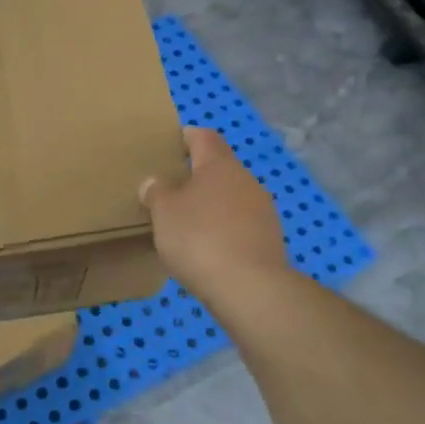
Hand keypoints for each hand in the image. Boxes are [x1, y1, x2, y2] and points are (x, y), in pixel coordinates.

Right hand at [140, 127, 290, 305]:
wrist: (249, 287)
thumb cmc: (199, 238)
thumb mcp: (164, 213)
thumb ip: (157, 193)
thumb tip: (154, 182)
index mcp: (219, 165)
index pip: (204, 137)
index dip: (187, 136)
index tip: (171, 143)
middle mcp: (246, 180)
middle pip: (220, 167)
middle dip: (198, 175)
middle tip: (172, 189)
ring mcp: (263, 209)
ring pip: (232, 196)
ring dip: (212, 204)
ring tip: (188, 222)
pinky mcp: (270, 238)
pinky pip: (241, 223)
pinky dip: (225, 228)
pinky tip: (209, 248)